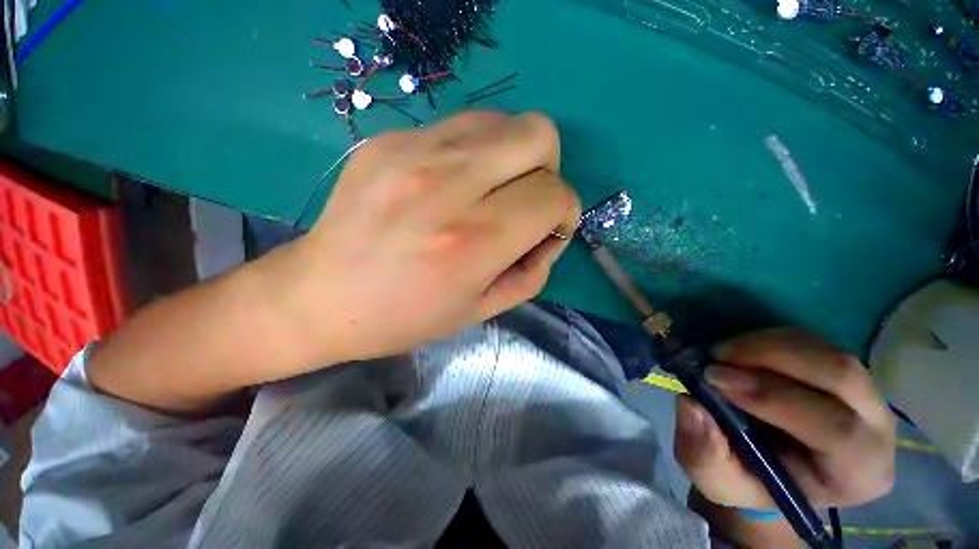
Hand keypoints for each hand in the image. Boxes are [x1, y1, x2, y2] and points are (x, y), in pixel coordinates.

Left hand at [276, 111, 580, 365]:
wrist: (321, 296)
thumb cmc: (405, 316)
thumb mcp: (481, 310)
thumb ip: (532, 272)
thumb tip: (551, 233)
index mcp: (473, 241)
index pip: (554, 195)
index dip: (566, 211)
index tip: (549, 228)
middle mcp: (448, 186)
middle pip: (538, 134)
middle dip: (548, 168)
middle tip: (525, 199)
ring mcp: (414, 152)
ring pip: (503, 120)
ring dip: (514, 155)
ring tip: (492, 189)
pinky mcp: (389, 139)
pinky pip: (461, 125)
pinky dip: (476, 150)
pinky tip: (453, 181)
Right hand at [673, 328, 895, 509]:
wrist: (770, 468)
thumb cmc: (749, 481)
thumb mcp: (717, 479)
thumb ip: (704, 453)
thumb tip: (691, 404)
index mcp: (857, 473)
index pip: (836, 429)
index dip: (774, 398)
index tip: (713, 378)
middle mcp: (877, 429)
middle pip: (841, 376)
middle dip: (771, 358)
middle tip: (715, 356)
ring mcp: (866, 394)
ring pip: (828, 352)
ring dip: (767, 344)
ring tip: (721, 351)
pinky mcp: (843, 370)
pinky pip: (814, 342)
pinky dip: (770, 339)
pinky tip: (739, 349)